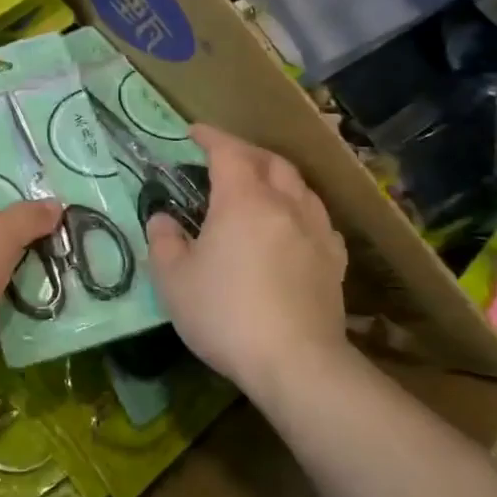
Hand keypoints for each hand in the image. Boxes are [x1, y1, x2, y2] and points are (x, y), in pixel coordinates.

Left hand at [0, 189, 62, 382]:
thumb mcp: (0, 232)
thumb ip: (29, 217)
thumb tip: (56, 205)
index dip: (12, 198)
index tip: (46, 206)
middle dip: (23, 241)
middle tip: (63, 241)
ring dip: (22, 277)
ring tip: (64, 272)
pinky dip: (14, 309)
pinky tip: (49, 305)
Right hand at [146, 124, 347, 394]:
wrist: (296, 364)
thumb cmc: (226, 314)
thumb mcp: (173, 280)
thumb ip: (164, 241)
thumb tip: (163, 219)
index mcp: (243, 200)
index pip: (228, 152)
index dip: (210, 137)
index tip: (193, 132)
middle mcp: (284, 204)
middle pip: (270, 162)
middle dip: (245, 152)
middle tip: (224, 157)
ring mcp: (316, 232)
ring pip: (300, 186)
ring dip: (276, 176)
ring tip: (260, 185)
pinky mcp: (334, 262)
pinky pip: (318, 219)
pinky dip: (300, 208)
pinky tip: (292, 225)